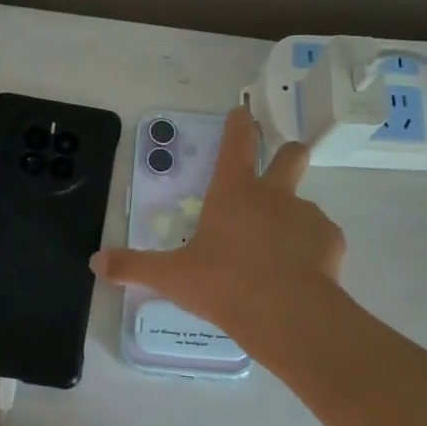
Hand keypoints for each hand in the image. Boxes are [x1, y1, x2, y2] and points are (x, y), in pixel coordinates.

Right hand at [92, 106, 344, 353]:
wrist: (286, 313)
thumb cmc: (223, 285)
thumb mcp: (172, 277)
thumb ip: (134, 267)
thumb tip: (95, 262)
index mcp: (233, 193)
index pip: (236, 143)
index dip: (238, 124)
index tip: (242, 111)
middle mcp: (273, 194)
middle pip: (291, 154)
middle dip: (286, 154)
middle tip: (279, 170)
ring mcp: (307, 214)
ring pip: (304, 204)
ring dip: (292, 219)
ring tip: (278, 257)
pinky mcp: (331, 240)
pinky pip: (320, 238)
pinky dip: (310, 250)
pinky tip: (299, 276)